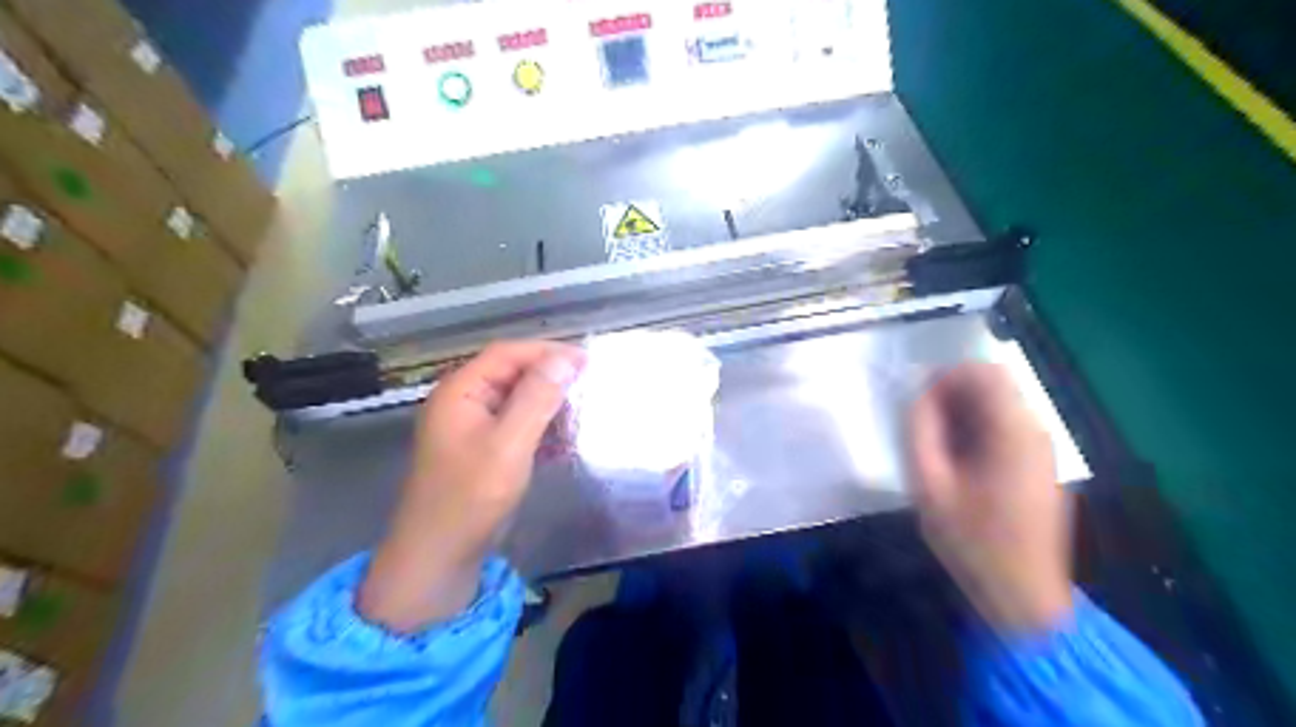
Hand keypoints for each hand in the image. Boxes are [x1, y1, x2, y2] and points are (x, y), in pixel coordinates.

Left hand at [359, 341, 582, 630]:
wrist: (438, 558)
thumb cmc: (471, 498)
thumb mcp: (509, 444)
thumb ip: (537, 398)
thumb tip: (565, 359)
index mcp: (460, 391)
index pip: (507, 354)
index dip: (548, 352)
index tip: (587, 362)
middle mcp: (463, 402)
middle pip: (511, 374)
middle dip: (550, 377)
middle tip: (589, 386)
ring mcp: (471, 428)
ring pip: (516, 401)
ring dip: (548, 403)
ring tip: (582, 411)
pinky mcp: (482, 452)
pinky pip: (515, 426)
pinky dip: (540, 427)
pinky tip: (564, 440)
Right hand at [904, 360, 1066, 630]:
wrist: (1022, 594)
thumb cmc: (972, 540)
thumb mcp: (930, 485)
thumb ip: (920, 433)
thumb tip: (919, 396)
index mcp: (1013, 433)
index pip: (985, 373)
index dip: (946, 376)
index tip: (917, 400)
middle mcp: (1036, 433)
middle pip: (995, 386)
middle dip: (953, 393)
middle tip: (920, 422)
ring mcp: (1042, 450)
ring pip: (1000, 406)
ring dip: (964, 412)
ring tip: (934, 443)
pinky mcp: (1040, 467)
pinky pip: (1007, 428)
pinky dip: (978, 429)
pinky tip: (957, 460)